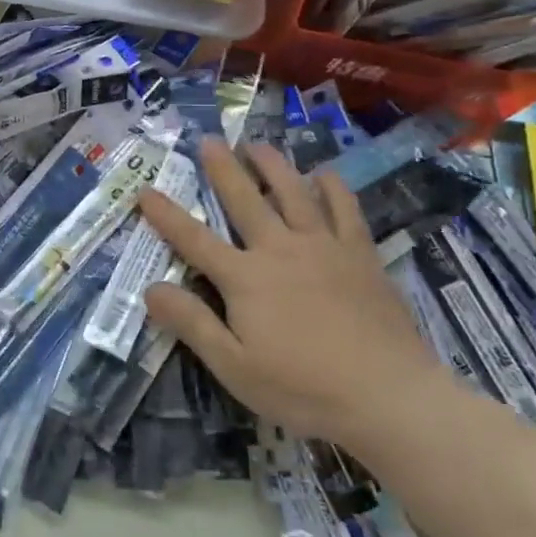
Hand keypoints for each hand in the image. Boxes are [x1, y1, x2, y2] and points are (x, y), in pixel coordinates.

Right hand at [136, 141, 447, 442]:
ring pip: (293, 192)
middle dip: (222, 169)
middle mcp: (279, 250)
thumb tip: (150, 288)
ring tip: (257, 145)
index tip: (145, 191)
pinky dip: (332, 187)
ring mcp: (323, 247)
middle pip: (244, 200)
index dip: (166, 215)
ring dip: (272, 165)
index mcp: (245, 278)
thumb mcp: (234, 367)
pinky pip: (345, 209)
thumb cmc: (304, 388)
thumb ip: (192, 324)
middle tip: (209, 140)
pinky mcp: (360, 254)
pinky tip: (324, 174)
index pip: (194, 240)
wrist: (390, 396)